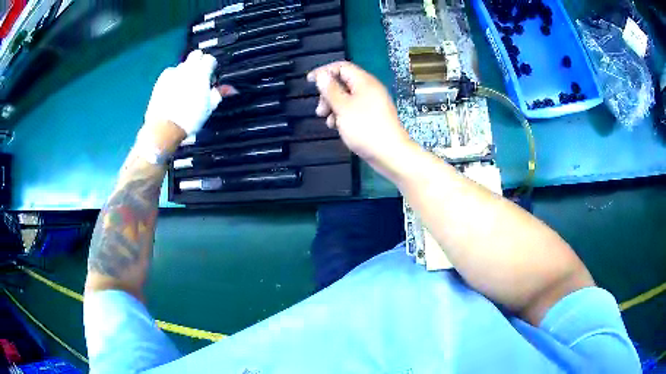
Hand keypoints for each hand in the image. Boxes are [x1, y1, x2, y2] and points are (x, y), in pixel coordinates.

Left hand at [144, 50, 225, 136]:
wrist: (165, 127)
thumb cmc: (190, 118)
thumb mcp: (209, 107)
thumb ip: (219, 94)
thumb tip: (231, 88)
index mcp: (201, 73)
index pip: (210, 58)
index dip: (211, 66)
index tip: (211, 76)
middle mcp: (187, 68)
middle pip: (196, 54)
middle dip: (199, 61)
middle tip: (199, 76)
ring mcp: (173, 72)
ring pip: (183, 64)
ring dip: (186, 71)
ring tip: (185, 85)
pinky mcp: (161, 79)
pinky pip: (170, 73)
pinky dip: (174, 77)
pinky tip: (173, 89)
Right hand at [307, 62, 410, 169]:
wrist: (390, 154)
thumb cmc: (366, 128)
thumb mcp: (343, 107)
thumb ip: (331, 90)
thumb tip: (322, 75)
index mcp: (364, 82)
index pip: (341, 67)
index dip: (324, 71)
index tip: (310, 81)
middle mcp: (369, 89)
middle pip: (343, 83)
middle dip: (328, 94)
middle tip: (320, 109)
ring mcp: (372, 104)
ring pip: (347, 98)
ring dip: (333, 106)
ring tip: (327, 120)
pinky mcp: (372, 117)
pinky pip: (353, 110)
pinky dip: (343, 115)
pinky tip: (338, 126)